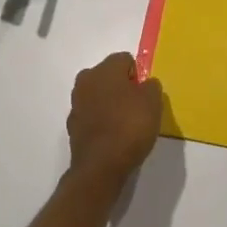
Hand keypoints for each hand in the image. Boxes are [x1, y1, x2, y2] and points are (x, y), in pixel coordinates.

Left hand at [67, 52, 164, 184]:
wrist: (100, 166)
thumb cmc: (130, 126)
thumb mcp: (153, 102)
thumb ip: (151, 86)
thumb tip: (145, 84)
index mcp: (105, 68)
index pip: (125, 60)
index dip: (138, 75)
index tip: (146, 94)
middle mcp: (86, 80)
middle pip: (109, 76)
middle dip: (122, 87)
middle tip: (137, 108)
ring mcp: (76, 103)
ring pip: (98, 96)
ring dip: (110, 104)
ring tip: (126, 125)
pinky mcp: (72, 126)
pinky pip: (92, 116)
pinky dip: (101, 122)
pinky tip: (113, 137)